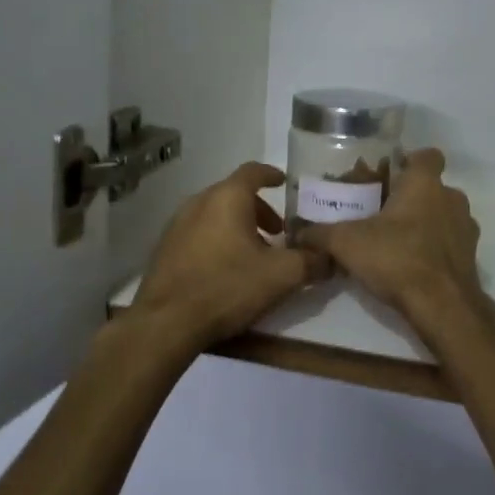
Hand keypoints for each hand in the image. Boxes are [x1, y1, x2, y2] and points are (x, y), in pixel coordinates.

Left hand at [132, 162, 327, 349]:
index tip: (284, 183)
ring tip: (254, 254)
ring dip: (238, 226)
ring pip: (215, 214)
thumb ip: (311, 261)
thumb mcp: (281, 276)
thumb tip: (330, 256)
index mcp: (227, 198)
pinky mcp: (164, 248)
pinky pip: (198, 233)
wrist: (165, 323)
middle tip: (277, 232)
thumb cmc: (227, 287)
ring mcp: (177, 224)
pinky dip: (217, 239)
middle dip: (259, 209)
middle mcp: (199, 202)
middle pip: (234, 194)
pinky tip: (226, 269)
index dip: (272, 175)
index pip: (253, 171)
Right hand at [295, 149, 489, 355]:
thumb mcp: (347, 243)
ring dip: (424, 222)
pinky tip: (411, 264)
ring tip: (395, 240)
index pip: (428, 155)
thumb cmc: (397, 258)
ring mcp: (465, 228)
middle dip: (409, 197)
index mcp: (425, 184)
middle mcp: (451, 198)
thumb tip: (297, 232)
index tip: (390, 174)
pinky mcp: (470, 256)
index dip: (411, 161)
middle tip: (381, 212)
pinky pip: (449, 242)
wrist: (442, 306)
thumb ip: (321, 233)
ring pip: (443, 214)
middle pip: (432, 187)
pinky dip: (434, 248)